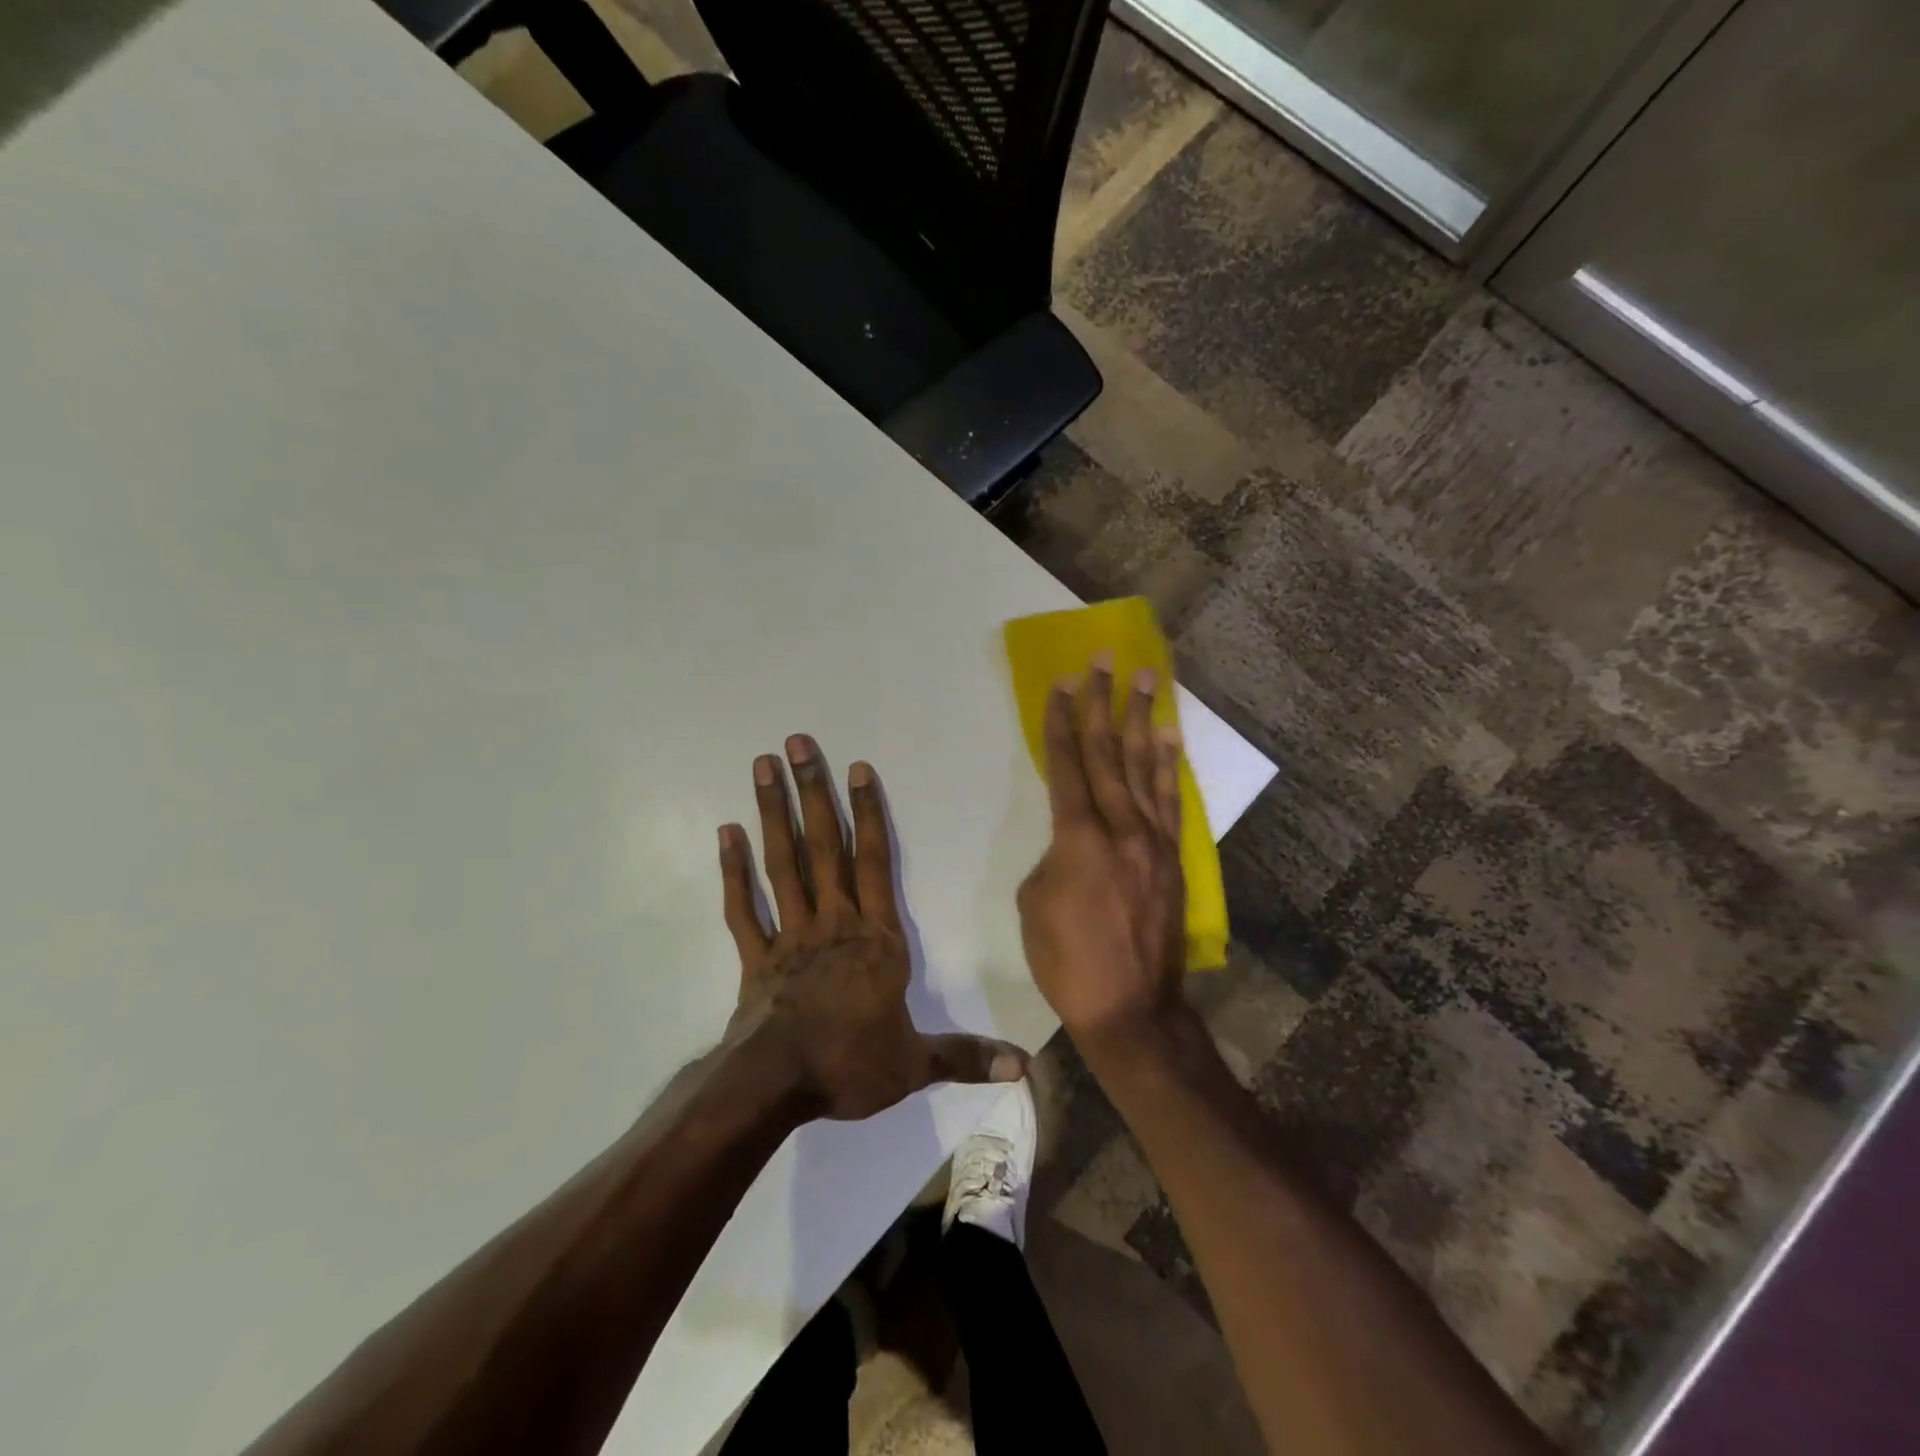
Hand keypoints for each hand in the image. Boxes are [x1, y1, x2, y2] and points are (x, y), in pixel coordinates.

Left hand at [717, 734, 1027, 1121]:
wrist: (776, 1086)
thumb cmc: (850, 1064)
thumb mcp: (915, 1063)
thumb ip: (966, 1056)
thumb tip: (1024, 1068)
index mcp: (875, 939)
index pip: (876, 863)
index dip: (869, 814)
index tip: (857, 768)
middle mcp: (833, 923)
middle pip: (824, 847)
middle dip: (813, 793)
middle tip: (796, 744)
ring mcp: (789, 935)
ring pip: (783, 864)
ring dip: (773, 813)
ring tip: (762, 767)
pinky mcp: (756, 957)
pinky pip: (743, 908)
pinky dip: (734, 871)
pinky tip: (726, 833)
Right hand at [1016, 661, 1188, 1046]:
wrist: (1130, 1007)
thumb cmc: (1067, 959)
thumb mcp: (1034, 903)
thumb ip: (1053, 856)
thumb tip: (1073, 842)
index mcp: (1077, 837)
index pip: (1066, 764)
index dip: (1061, 722)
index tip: (1061, 685)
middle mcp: (1120, 826)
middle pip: (1107, 753)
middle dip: (1102, 703)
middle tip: (1104, 661)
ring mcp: (1153, 840)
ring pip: (1144, 767)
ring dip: (1141, 720)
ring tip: (1145, 680)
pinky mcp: (1173, 857)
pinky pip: (1170, 800)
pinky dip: (1168, 766)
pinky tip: (1169, 738)